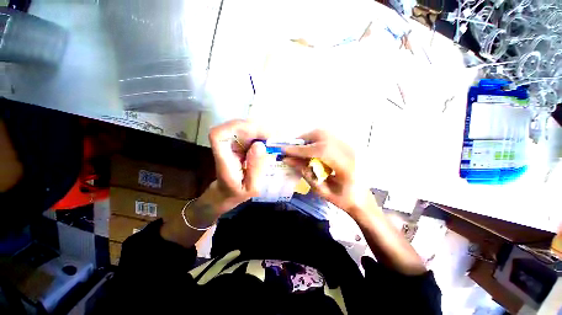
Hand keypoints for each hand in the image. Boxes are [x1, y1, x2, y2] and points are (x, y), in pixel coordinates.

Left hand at [208, 120, 267, 211]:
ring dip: (259, 130)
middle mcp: (224, 148)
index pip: (218, 135)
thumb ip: (256, 169)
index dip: (235, 127)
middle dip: (255, 128)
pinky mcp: (236, 143)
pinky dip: (259, 134)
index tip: (257, 132)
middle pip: (234, 127)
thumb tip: (260, 145)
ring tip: (273, 139)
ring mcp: (229, 144)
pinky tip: (269, 140)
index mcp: (223, 160)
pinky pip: (247, 133)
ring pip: (242, 128)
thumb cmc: (237, 193)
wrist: (226, 193)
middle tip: (273, 136)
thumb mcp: (252, 188)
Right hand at [283, 130, 371, 213]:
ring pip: (324, 133)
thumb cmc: (343, 199)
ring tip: (299, 149)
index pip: (319, 151)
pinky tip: (310, 149)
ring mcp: (349, 146)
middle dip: (303, 141)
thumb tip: (288, 160)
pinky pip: (327, 136)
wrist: (362, 198)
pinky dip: (315, 140)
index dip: (300, 150)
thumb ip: (305, 173)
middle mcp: (349, 151)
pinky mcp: (346, 145)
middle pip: (322, 136)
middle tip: (291, 149)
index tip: (284, 151)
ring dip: (308, 139)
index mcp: (346, 166)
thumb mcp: (322, 191)